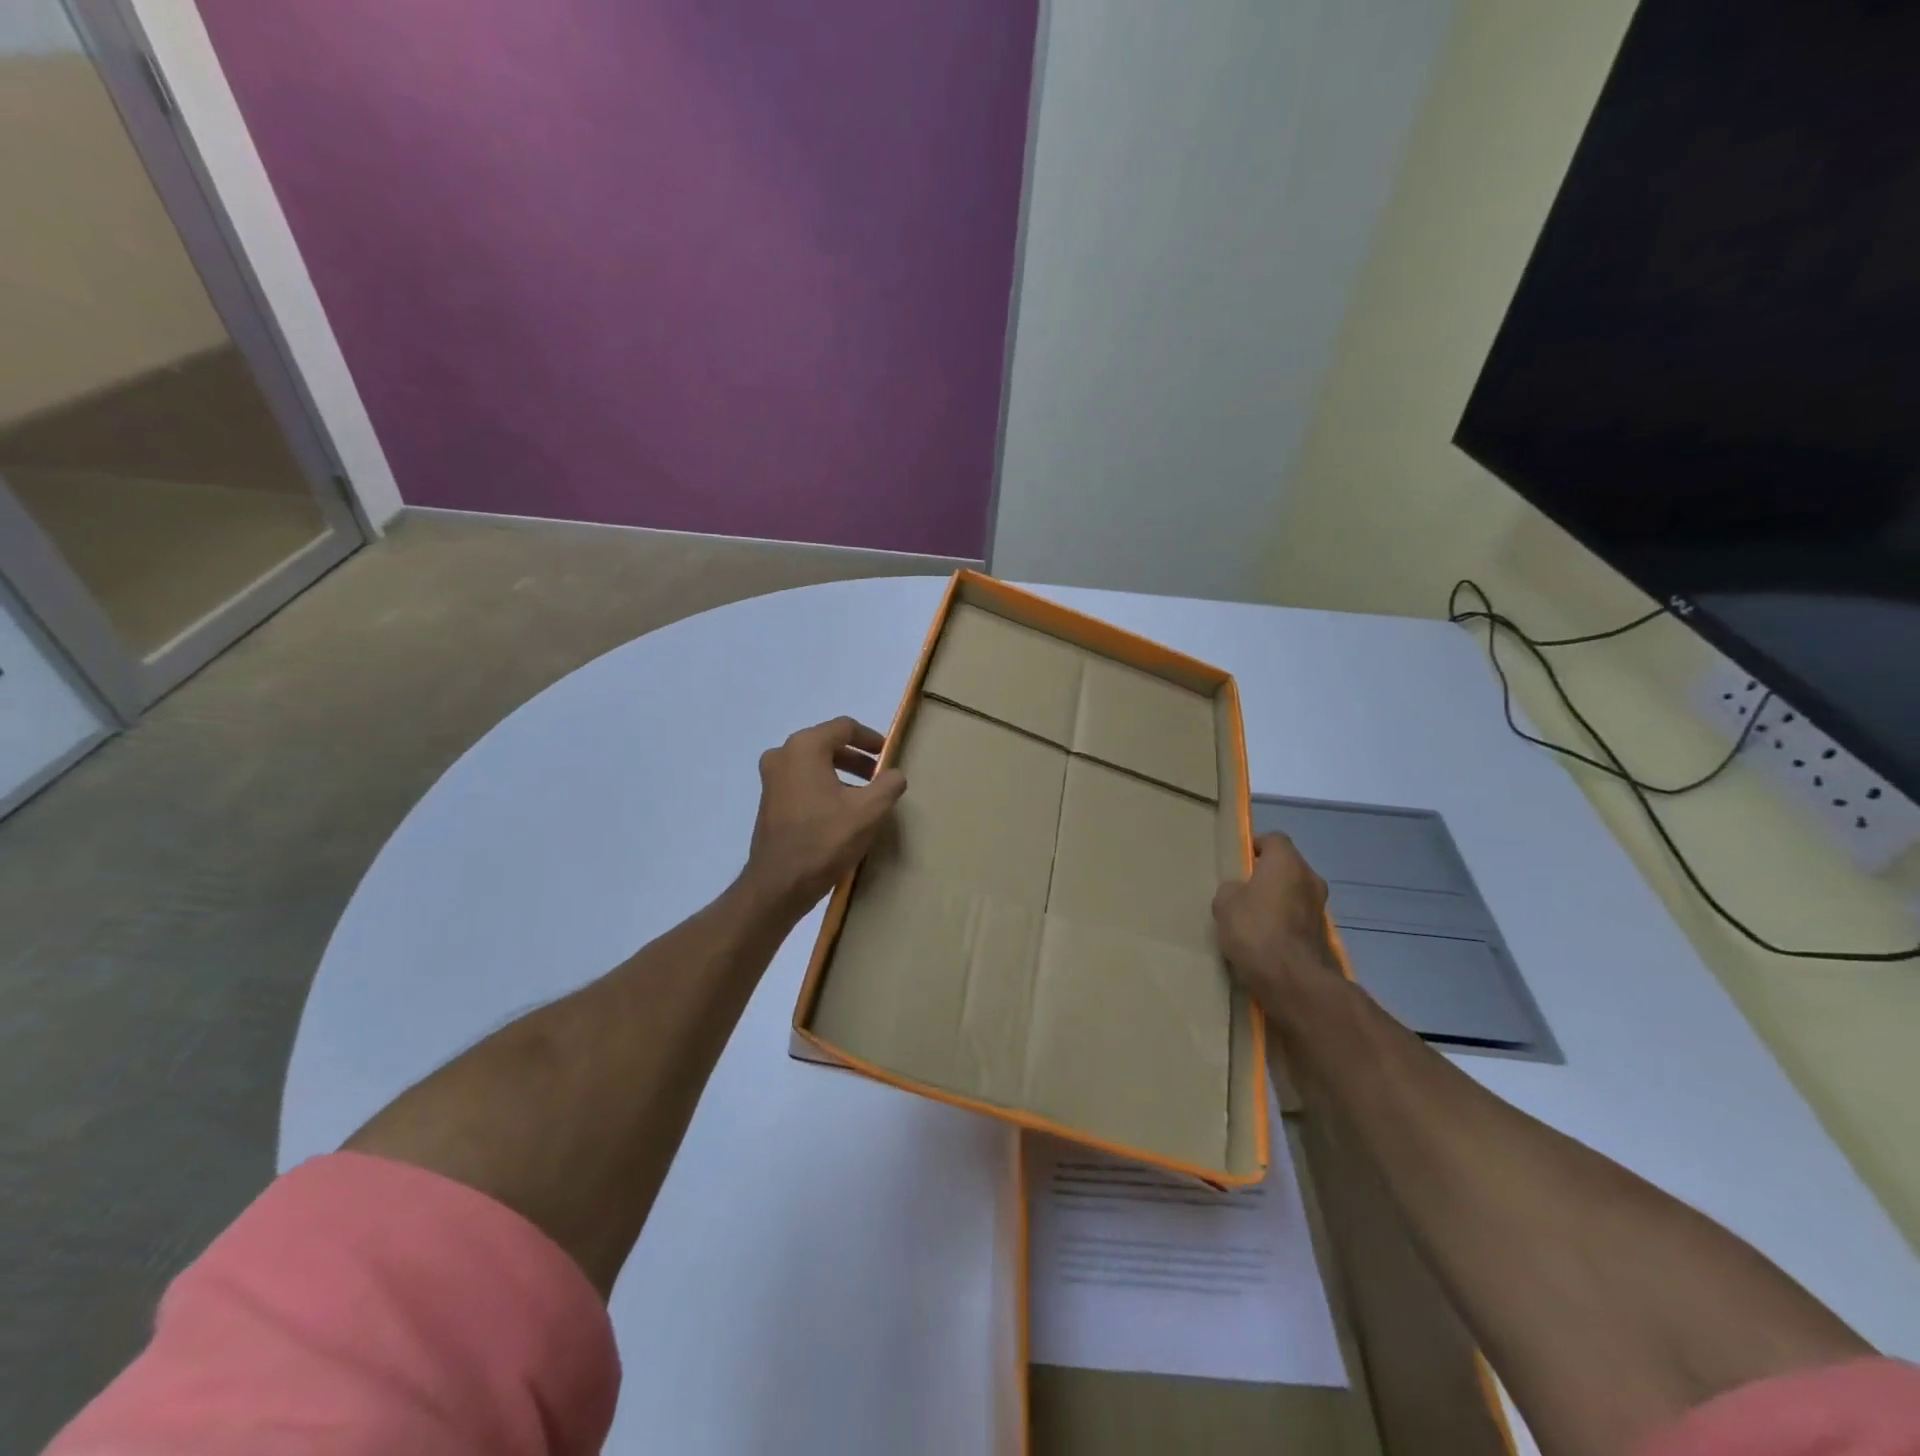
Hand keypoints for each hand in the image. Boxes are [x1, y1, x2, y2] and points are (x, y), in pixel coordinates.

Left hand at [742, 717, 907, 916]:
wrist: (779, 884)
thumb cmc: (825, 840)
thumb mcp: (869, 811)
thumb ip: (889, 784)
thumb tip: (894, 774)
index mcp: (805, 747)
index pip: (845, 727)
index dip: (872, 739)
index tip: (889, 755)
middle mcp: (783, 755)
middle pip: (828, 743)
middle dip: (857, 758)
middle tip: (880, 777)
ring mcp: (771, 779)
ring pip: (814, 764)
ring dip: (841, 773)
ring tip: (864, 796)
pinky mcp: (768, 801)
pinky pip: (802, 782)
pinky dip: (824, 787)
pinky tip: (841, 811)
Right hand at [1212, 833, 1343, 1014]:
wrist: (1290, 978)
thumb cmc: (1254, 928)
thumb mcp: (1225, 902)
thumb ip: (1233, 888)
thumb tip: (1241, 891)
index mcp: (1287, 862)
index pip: (1274, 839)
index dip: (1256, 846)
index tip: (1240, 861)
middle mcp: (1310, 878)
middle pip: (1288, 865)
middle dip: (1268, 874)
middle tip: (1244, 889)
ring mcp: (1320, 907)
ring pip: (1295, 892)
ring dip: (1279, 898)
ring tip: (1254, 916)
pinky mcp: (1322, 933)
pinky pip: (1299, 916)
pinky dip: (1286, 920)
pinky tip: (1267, 936)